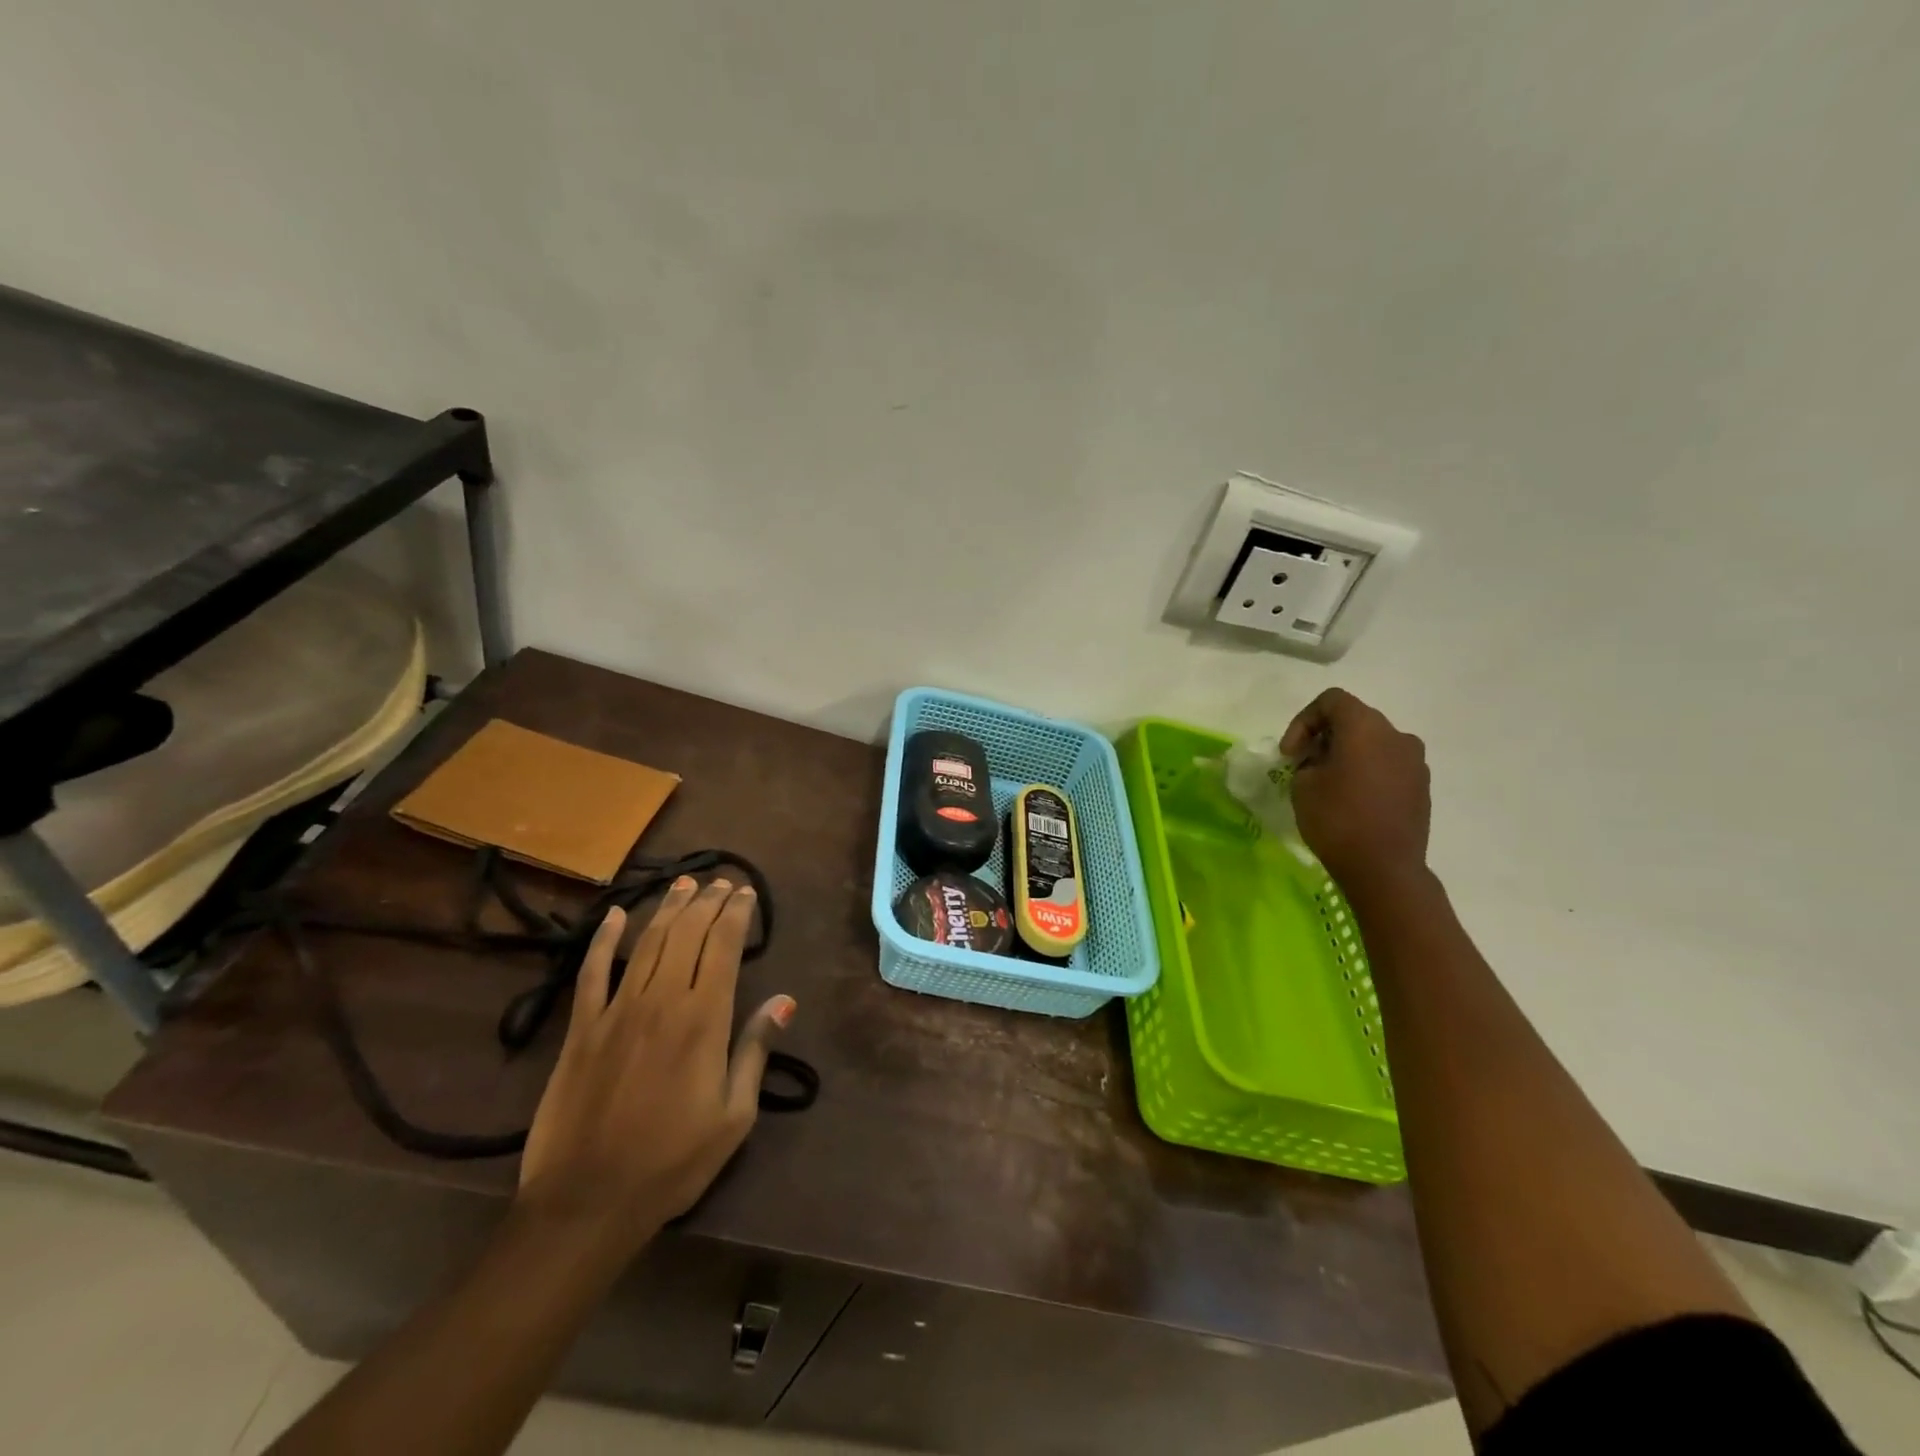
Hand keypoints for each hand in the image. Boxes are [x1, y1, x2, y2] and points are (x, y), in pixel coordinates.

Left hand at [516, 877, 793, 1256]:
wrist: (587, 1202)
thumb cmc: (673, 1163)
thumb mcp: (734, 1116)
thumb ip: (755, 1050)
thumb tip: (783, 1000)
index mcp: (704, 1019)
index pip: (724, 946)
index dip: (736, 914)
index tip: (746, 893)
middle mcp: (662, 1001)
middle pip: (687, 933)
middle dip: (707, 902)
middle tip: (721, 882)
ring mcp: (616, 1011)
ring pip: (646, 942)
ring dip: (668, 908)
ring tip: (684, 884)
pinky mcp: (581, 1028)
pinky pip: (591, 971)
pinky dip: (602, 939)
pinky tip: (613, 916)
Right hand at [1281, 688, 1430, 894]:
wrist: (1384, 869)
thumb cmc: (1337, 819)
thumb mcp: (1302, 784)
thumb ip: (1308, 760)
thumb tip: (1320, 760)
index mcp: (1366, 727)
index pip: (1331, 701)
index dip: (1302, 721)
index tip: (1290, 753)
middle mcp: (1397, 735)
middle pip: (1354, 719)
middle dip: (1324, 737)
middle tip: (1303, 764)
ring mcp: (1415, 761)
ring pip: (1373, 743)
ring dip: (1347, 754)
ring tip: (1328, 782)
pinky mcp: (1422, 787)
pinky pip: (1388, 765)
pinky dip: (1367, 771)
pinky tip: (1352, 799)